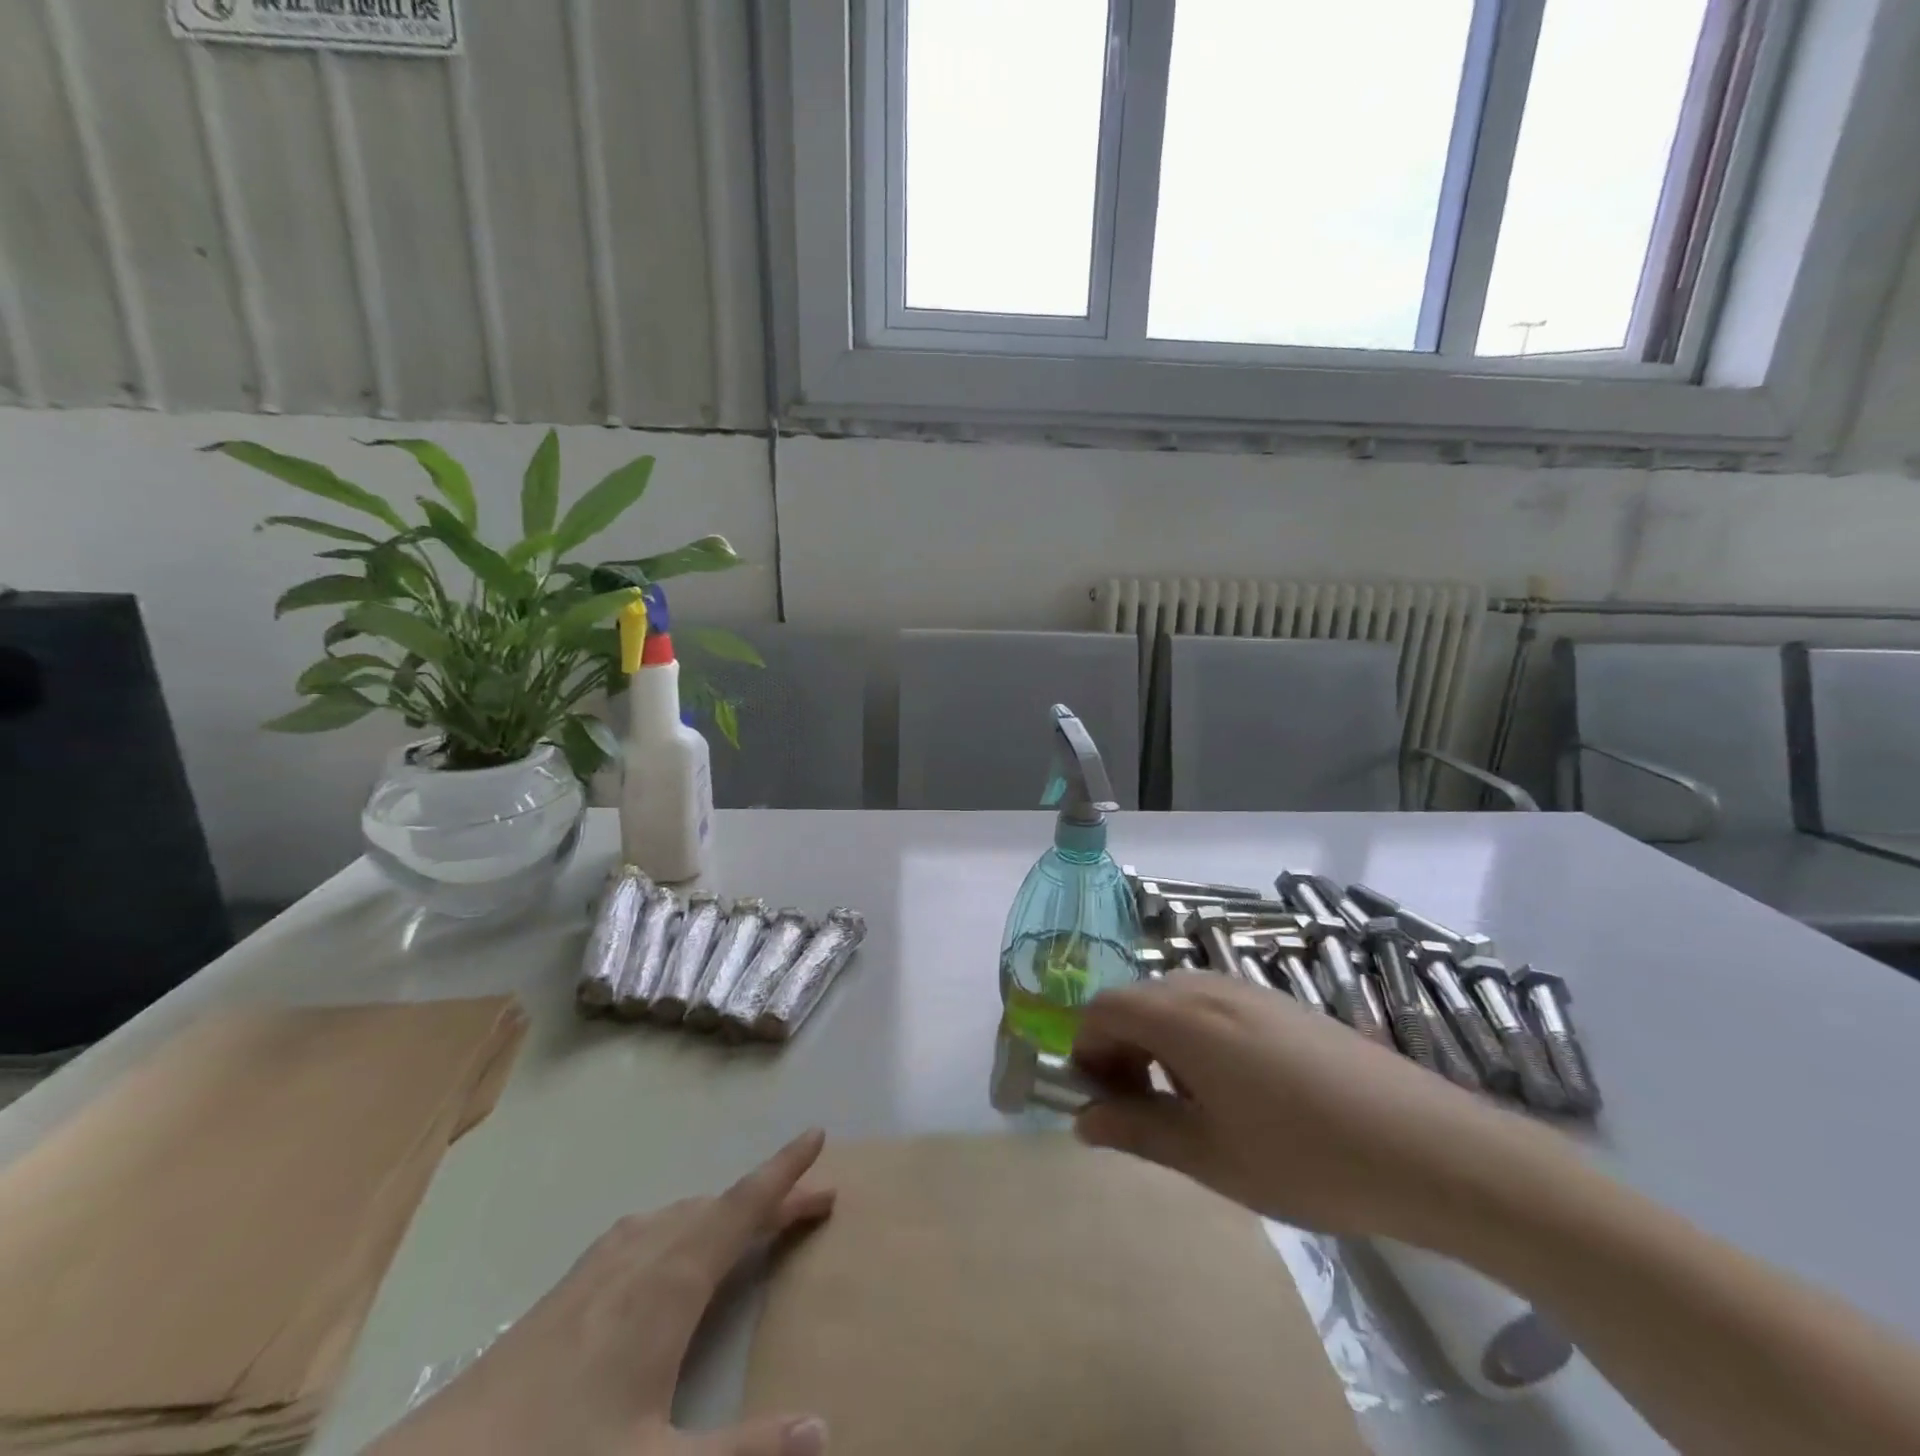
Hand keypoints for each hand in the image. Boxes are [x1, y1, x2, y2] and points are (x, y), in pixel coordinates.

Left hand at [365, 1130, 835, 1455]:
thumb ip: (744, 1454)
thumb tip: (825, 1429)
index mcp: (669, 1284)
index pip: (742, 1206)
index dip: (785, 1172)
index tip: (817, 1135)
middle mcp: (639, 1257)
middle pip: (717, 1207)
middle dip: (767, 1198)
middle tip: (811, 1200)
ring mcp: (596, 1270)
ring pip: (677, 1216)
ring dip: (722, 1210)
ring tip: (749, 1222)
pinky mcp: (565, 1293)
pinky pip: (642, 1232)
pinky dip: (678, 1225)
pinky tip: (662, 1252)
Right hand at [1071, 975, 1564, 1242]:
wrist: (1427, 1147)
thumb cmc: (1304, 1157)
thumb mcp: (1209, 1156)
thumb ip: (1137, 1131)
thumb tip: (1083, 1121)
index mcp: (1182, 1018)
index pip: (1103, 1009)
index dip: (1085, 1050)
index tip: (1098, 1101)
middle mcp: (1208, 987)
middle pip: (1137, 1001)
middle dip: (1121, 1049)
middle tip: (1138, 1110)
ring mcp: (1250, 990)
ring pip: (1175, 1002)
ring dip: (1158, 1043)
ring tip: (1188, 1106)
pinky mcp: (1282, 1003)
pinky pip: (1214, 1006)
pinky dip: (1196, 1037)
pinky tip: (1237, 1091)